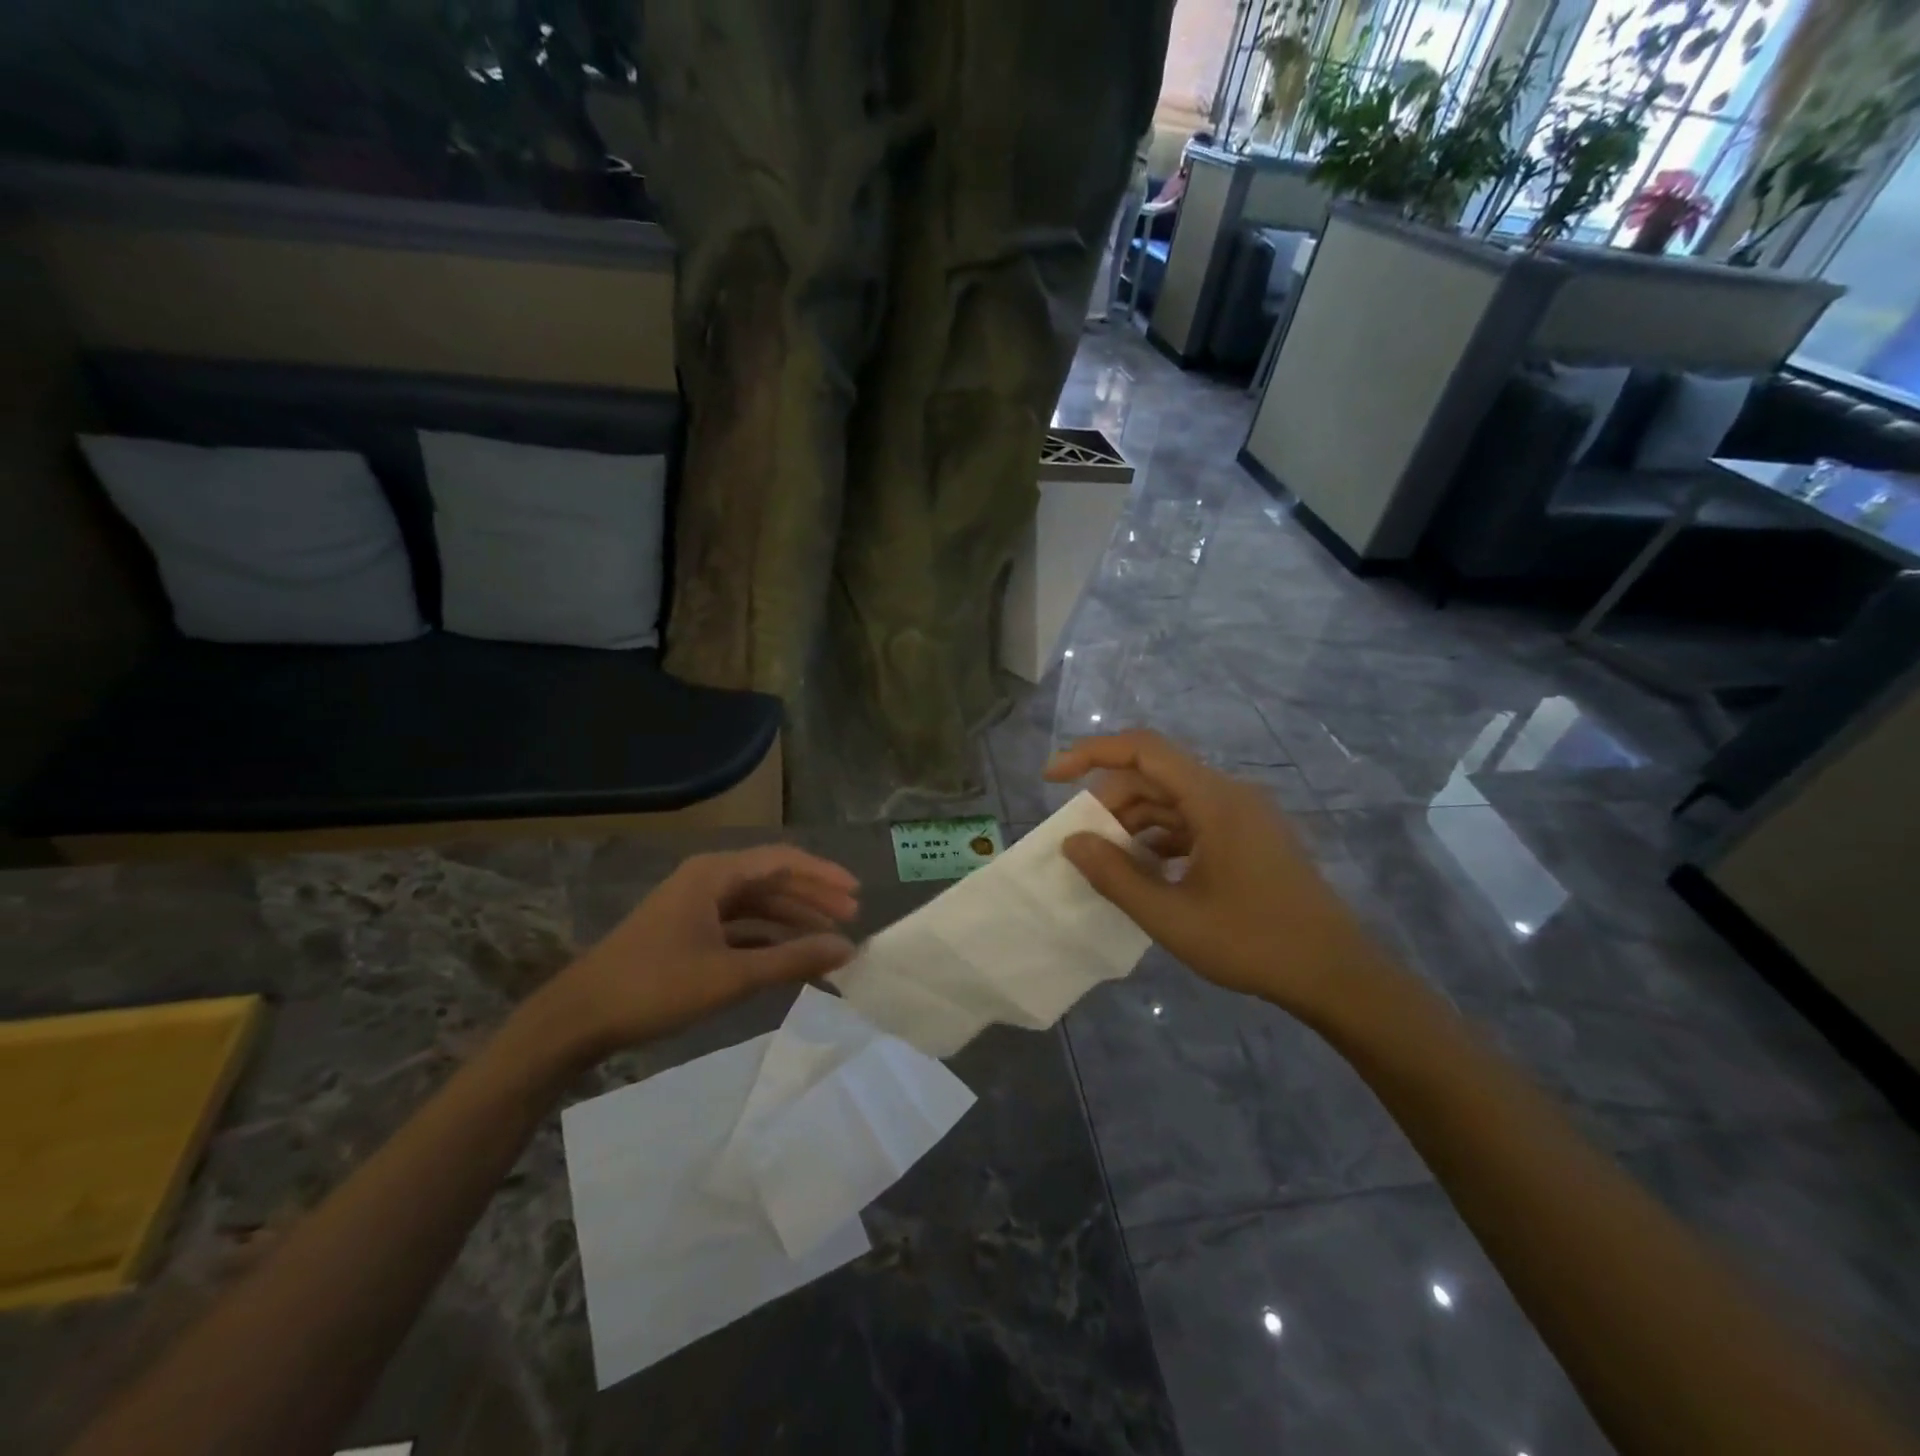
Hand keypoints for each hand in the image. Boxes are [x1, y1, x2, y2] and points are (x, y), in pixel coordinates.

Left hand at [526, 845, 860, 1065]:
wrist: (577, 1018)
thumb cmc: (656, 987)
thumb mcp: (732, 976)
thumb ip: (793, 960)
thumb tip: (848, 949)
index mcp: (715, 874)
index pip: (783, 861)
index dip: (823, 875)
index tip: (857, 894)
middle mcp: (707, 879)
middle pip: (771, 879)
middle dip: (812, 897)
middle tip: (850, 917)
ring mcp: (694, 905)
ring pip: (755, 903)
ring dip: (791, 918)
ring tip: (827, 938)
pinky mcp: (685, 931)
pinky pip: (738, 924)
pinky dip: (766, 937)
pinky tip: (787, 956)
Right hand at [1045, 730, 1394, 1022]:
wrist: (1337, 975)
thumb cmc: (1254, 943)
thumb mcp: (1172, 916)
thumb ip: (1115, 877)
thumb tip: (1072, 842)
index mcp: (1215, 799)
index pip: (1143, 749)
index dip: (1091, 753)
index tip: (1052, 778)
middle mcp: (1230, 794)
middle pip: (1155, 776)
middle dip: (1110, 803)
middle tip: (1083, 845)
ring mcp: (1244, 815)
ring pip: (1173, 800)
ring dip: (1134, 824)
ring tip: (1109, 863)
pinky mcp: (1250, 837)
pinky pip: (1193, 822)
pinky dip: (1161, 839)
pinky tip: (1146, 872)